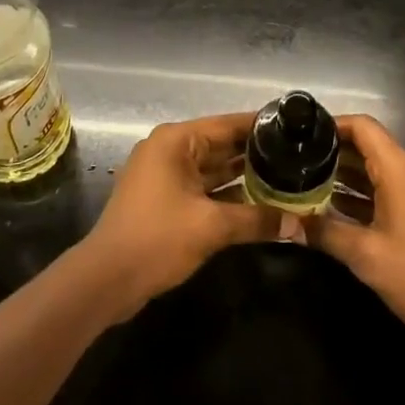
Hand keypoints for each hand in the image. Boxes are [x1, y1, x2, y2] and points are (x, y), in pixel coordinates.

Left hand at [80, 112, 278, 319]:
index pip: (228, 124)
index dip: (261, 126)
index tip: (295, 128)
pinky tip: (258, 202)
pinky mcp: (163, 199)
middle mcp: (170, 150)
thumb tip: (299, 225)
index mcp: (176, 140)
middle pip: (221, 145)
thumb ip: (257, 220)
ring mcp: (164, 175)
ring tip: (285, 176)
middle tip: (297, 155)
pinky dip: (226, 194)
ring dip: (243, 176)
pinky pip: (203, 187)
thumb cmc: (157, 239)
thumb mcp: (211, 227)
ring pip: (213, 168)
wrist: (105, 280)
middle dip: (256, 153)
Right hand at [310, 115, 404, 352]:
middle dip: (336, 156)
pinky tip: (345, 212)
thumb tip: (290, 224)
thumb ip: (326, 233)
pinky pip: (399, 188)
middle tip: (299, 167)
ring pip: (384, 170)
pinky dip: (372, 194)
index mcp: (403, 168)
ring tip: (313, 189)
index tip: (304, 135)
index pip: (363, 127)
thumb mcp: (367, 257)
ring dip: (352, 179)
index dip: (332, 125)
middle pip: (372, 147)